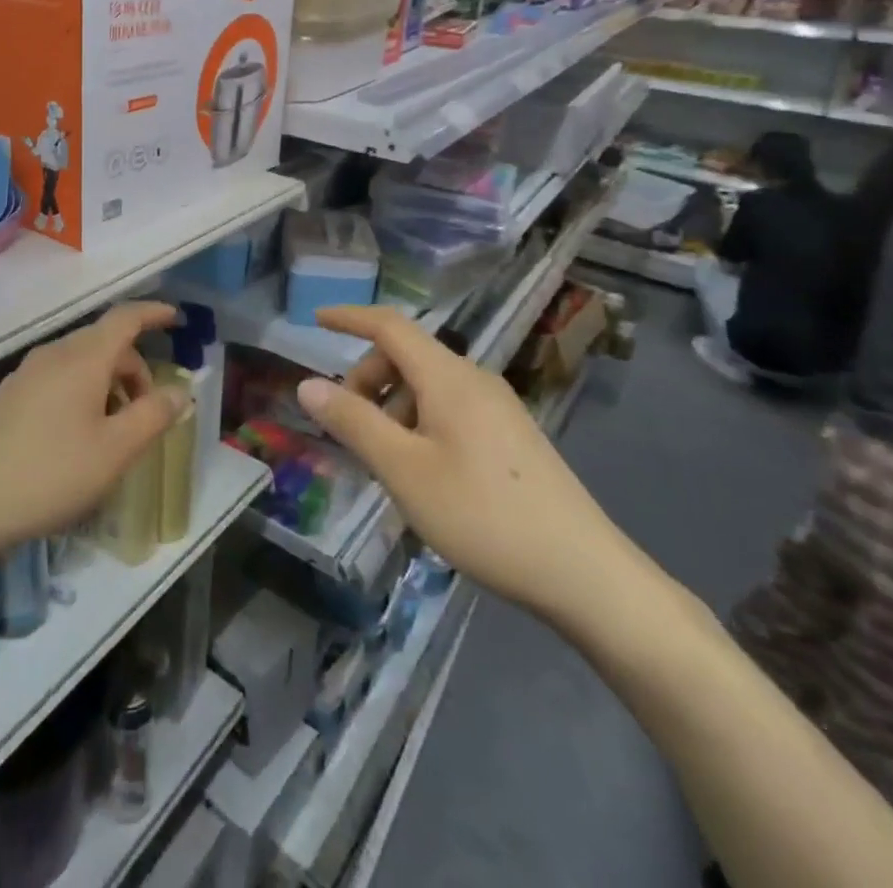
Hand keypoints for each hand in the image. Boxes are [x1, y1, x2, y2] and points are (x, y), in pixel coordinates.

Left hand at [0, 302, 186, 556]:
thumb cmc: (51, 474)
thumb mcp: (115, 451)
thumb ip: (153, 415)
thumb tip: (180, 390)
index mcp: (83, 358)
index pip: (125, 318)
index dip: (153, 313)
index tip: (176, 319)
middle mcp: (53, 354)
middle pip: (104, 343)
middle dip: (134, 368)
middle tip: (148, 412)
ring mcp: (26, 373)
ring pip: (80, 363)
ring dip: (108, 384)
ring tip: (114, 432)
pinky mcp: (8, 396)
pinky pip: (58, 379)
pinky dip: (82, 393)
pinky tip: (78, 438)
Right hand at [299, 306, 636, 626]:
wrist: (585, 574)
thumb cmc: (482, 515)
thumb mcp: (403, 470)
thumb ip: (353, 422)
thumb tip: (307, 384)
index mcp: (448, 377)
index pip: (389, 326)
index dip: (350, 317)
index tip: (315, 320)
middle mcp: (475, 379)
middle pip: (406, 356)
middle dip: (368, 380)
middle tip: (350, 430)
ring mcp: (498, 407)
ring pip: (427, 386)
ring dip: (392, 408)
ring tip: (386, 464)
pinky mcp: (510, 435)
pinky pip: (449, 409)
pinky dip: (419, 423)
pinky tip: (422, 473)